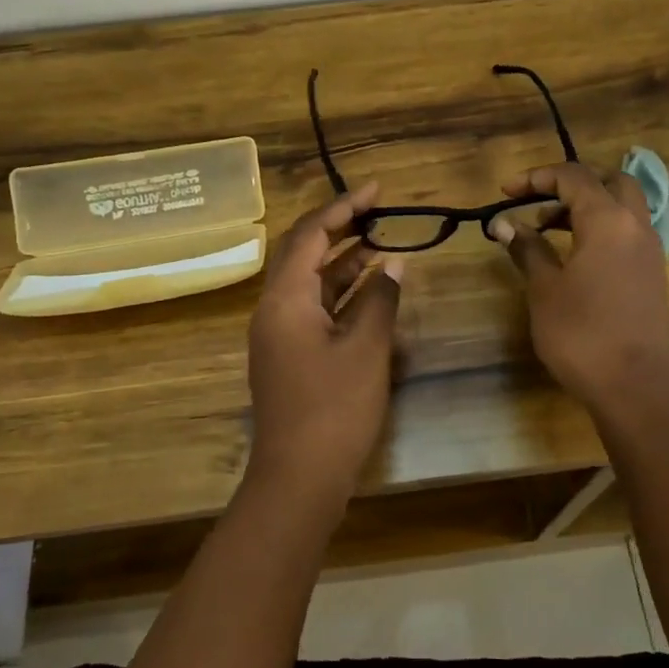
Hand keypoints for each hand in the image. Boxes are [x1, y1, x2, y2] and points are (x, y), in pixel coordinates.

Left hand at [245, 182, 404, 513]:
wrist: (299, 478)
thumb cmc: (334, 409)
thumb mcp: (366, 349)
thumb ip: (380, 299)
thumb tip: (394, 262)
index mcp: (284, 299)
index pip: (311, 234)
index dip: (343, 207)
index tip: (377, 190)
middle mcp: (274, 309)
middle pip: (305, 253)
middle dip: (341, 228)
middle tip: (378, 210)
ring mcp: (280, 333)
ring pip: (311, 282)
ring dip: (344, 261)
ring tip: (383, 242)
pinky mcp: (291, 355)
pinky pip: (315, 309)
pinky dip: (342, 294)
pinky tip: (371, 289)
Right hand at [489, 164, 668, 406]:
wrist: (633, 385)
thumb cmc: (581, 334)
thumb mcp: (544, 289)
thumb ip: (527, 249)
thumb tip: (504, 224)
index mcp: (608, 220)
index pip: (573, 177)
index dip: (537, 178)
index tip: (506, 192)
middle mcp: (635, 225)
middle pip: (609, 181)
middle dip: (571, 185)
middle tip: (539, 205)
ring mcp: (649, 249)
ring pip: (622, 206)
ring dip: (587, 207)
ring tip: (549, 231)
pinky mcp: (652, 272)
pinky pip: (628, 231)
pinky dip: (602, 228)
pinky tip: (576, 255)